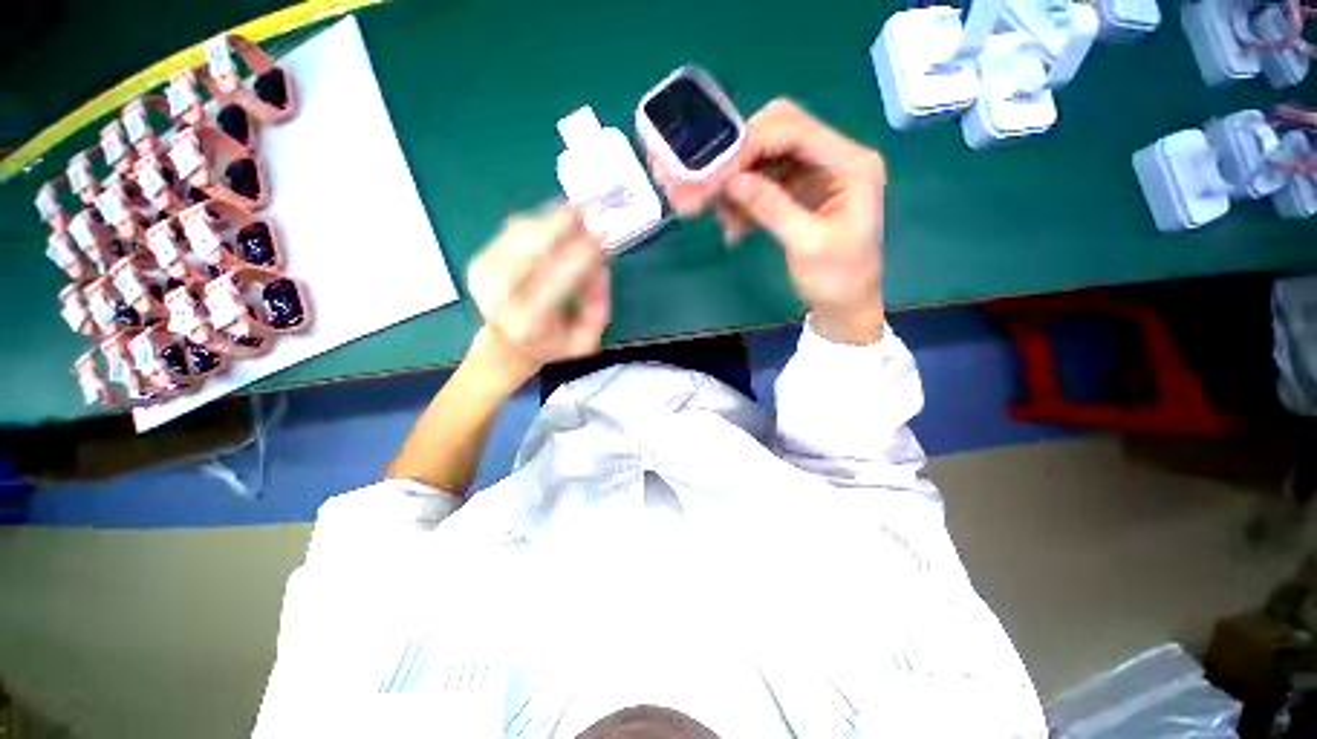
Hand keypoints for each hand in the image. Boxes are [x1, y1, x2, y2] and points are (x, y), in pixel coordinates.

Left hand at [466, 206, 609, 380]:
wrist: (506, 346)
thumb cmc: (552, 344)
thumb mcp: (585, 339)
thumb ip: (597, 308)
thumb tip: (601, 267)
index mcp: (528, 322)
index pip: (558, 280)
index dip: (581, 255)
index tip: (602, 236)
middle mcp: (499, 297)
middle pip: (533, 248)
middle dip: (562, 225)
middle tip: (587, 208)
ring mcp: (484, 277)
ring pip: (522, 234)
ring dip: (551, 220)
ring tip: (576, 214)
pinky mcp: (479, 262)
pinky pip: (513, 231)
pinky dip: (538, 222)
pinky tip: (555, 225)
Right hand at [650, 98, 886, 344]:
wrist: (844, 307)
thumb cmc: (837, 280)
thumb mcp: (806, 244)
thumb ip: (771, 207)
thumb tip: (731, 180)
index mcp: (851, 164)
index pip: (796, 131)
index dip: (753, 144)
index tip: (718, 172)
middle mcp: (834, 159)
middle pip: (779, 133)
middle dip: (743, 159)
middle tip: (716, 188)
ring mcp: (815, 175)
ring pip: (766, 159)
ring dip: (740, 185)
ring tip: (726, 220)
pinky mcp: (799, 193)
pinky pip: (764, 184)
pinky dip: (745, 202)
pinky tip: (735, 227)